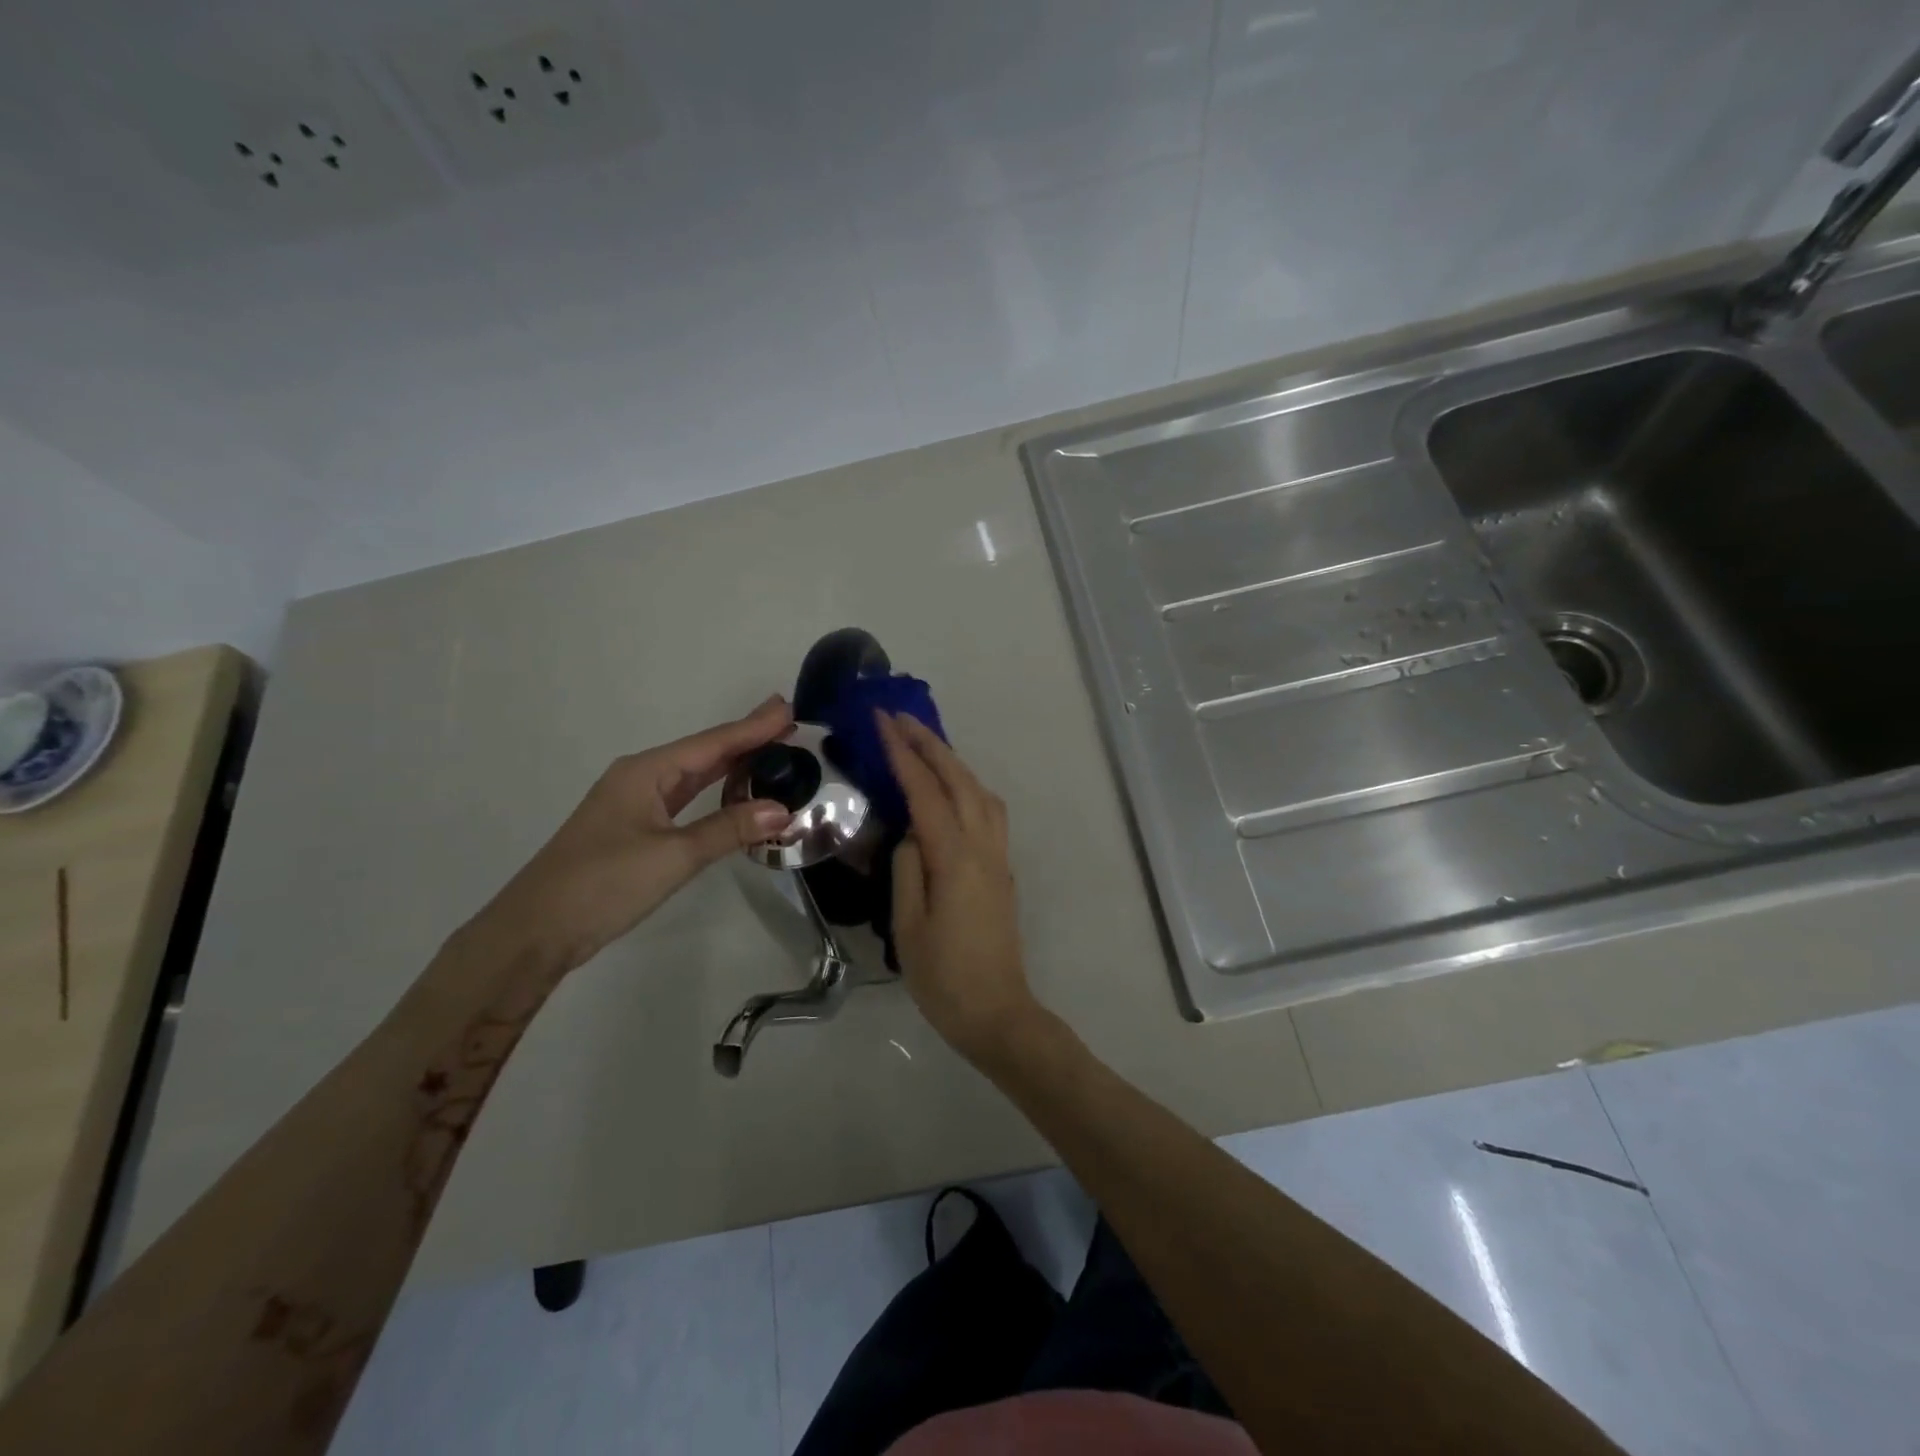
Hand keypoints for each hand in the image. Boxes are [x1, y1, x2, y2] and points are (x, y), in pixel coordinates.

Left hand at [468, 696, 794, 976]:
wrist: (534, 932)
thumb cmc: (602, 884)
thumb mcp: (673, 856)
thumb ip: (729, 830)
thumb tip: (783, 810)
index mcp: (646, 772)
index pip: (712, 743)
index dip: (753, 727)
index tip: (788, 708)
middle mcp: (640, 778)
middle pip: (704, 752)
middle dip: (746, 738)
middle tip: (790, 725)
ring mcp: (634, 804)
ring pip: (693, 775)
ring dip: (732, 764)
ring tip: (772, 750)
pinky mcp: (634, 829)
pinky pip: (684, 798)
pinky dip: (714, 792)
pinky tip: (734, 793)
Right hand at [878, 712, 1042, 1064]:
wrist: (997, 1012)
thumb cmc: (943, 976)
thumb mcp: (908, 925)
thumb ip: (907, 868)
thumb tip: (911, 831)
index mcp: (956, 858)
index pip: (926, 792)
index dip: (904, 754)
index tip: (882, 722)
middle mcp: (984, 846)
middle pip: (960, 780)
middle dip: (930, 744)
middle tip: (900, 717)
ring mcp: (998, 855)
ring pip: (980, 791)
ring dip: (952, 761)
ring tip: (923, 744)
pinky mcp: (1002, 868)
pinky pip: (987, 810)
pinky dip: (967, 784)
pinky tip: (951, 787)